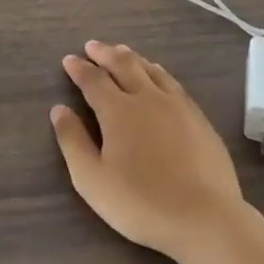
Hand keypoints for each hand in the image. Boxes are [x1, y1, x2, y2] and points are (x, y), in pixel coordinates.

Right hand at [51, 41, 246, 262]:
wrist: (204, 216)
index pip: (93, 80)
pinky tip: (157, 74)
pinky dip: (157, 71)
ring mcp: (177, 104)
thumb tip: (59, 109)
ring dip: (131, 57)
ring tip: (121, 51)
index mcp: (118, 110)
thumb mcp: (92, 180)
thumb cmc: (141, 202)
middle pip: (123, 64)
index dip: (79, 68)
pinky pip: (172, 81)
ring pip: (150, 69)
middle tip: (92, 46)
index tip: (69, 59)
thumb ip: (73, 141)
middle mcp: (146, 97)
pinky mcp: (198, 116)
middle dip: (104, 53)